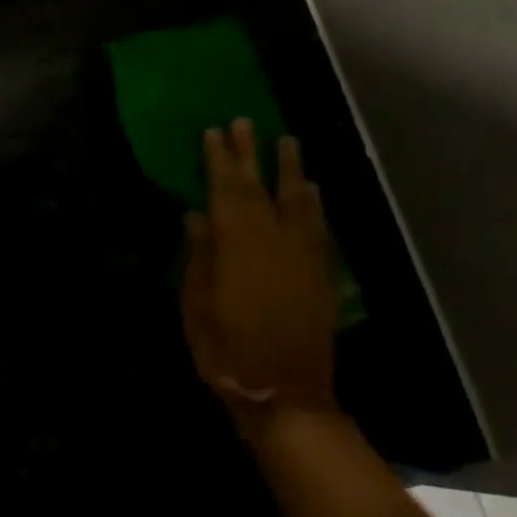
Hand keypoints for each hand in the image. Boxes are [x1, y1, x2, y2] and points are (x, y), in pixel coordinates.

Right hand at [181, 120, 337, 423]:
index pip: (226, 191)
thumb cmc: (228, 352)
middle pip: (260, 187)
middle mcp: (273, 240)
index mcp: (237, 246)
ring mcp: (302, 255)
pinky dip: (314, 202)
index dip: (219, 160)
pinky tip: (311, 188)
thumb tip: (196, 215)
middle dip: (250, 153)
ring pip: (296, 199)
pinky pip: (318, 225)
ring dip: (290, 168)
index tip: (213, 131)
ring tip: (286, 140)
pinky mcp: (320, 272)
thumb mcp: (197, 306)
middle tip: (244, 121)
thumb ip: (199, 257)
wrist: (286, 394)